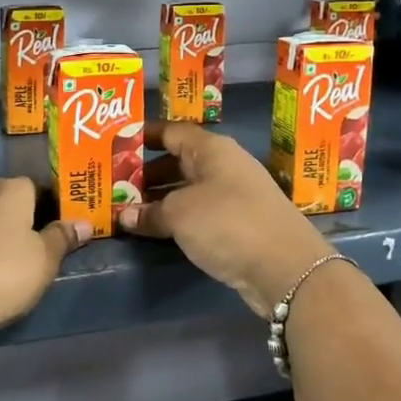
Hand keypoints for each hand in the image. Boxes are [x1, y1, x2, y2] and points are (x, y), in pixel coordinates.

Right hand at [118, 121, 335, 318]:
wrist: (286, 268)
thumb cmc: (228, 223)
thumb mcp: (180, 214)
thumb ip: (149, 212)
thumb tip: (125, 216)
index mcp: (212, 149)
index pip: (171, 131)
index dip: (143, 136)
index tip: (114, 144)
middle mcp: (224, 166)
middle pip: (178, 161)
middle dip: (145, 173)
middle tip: (113, 184)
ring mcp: (233, 196)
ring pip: (187, 190)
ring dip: (159, 199)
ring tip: (125, 209)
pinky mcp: (238, 224)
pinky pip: (198, 213)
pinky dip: (176, 218)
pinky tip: (154, 230)